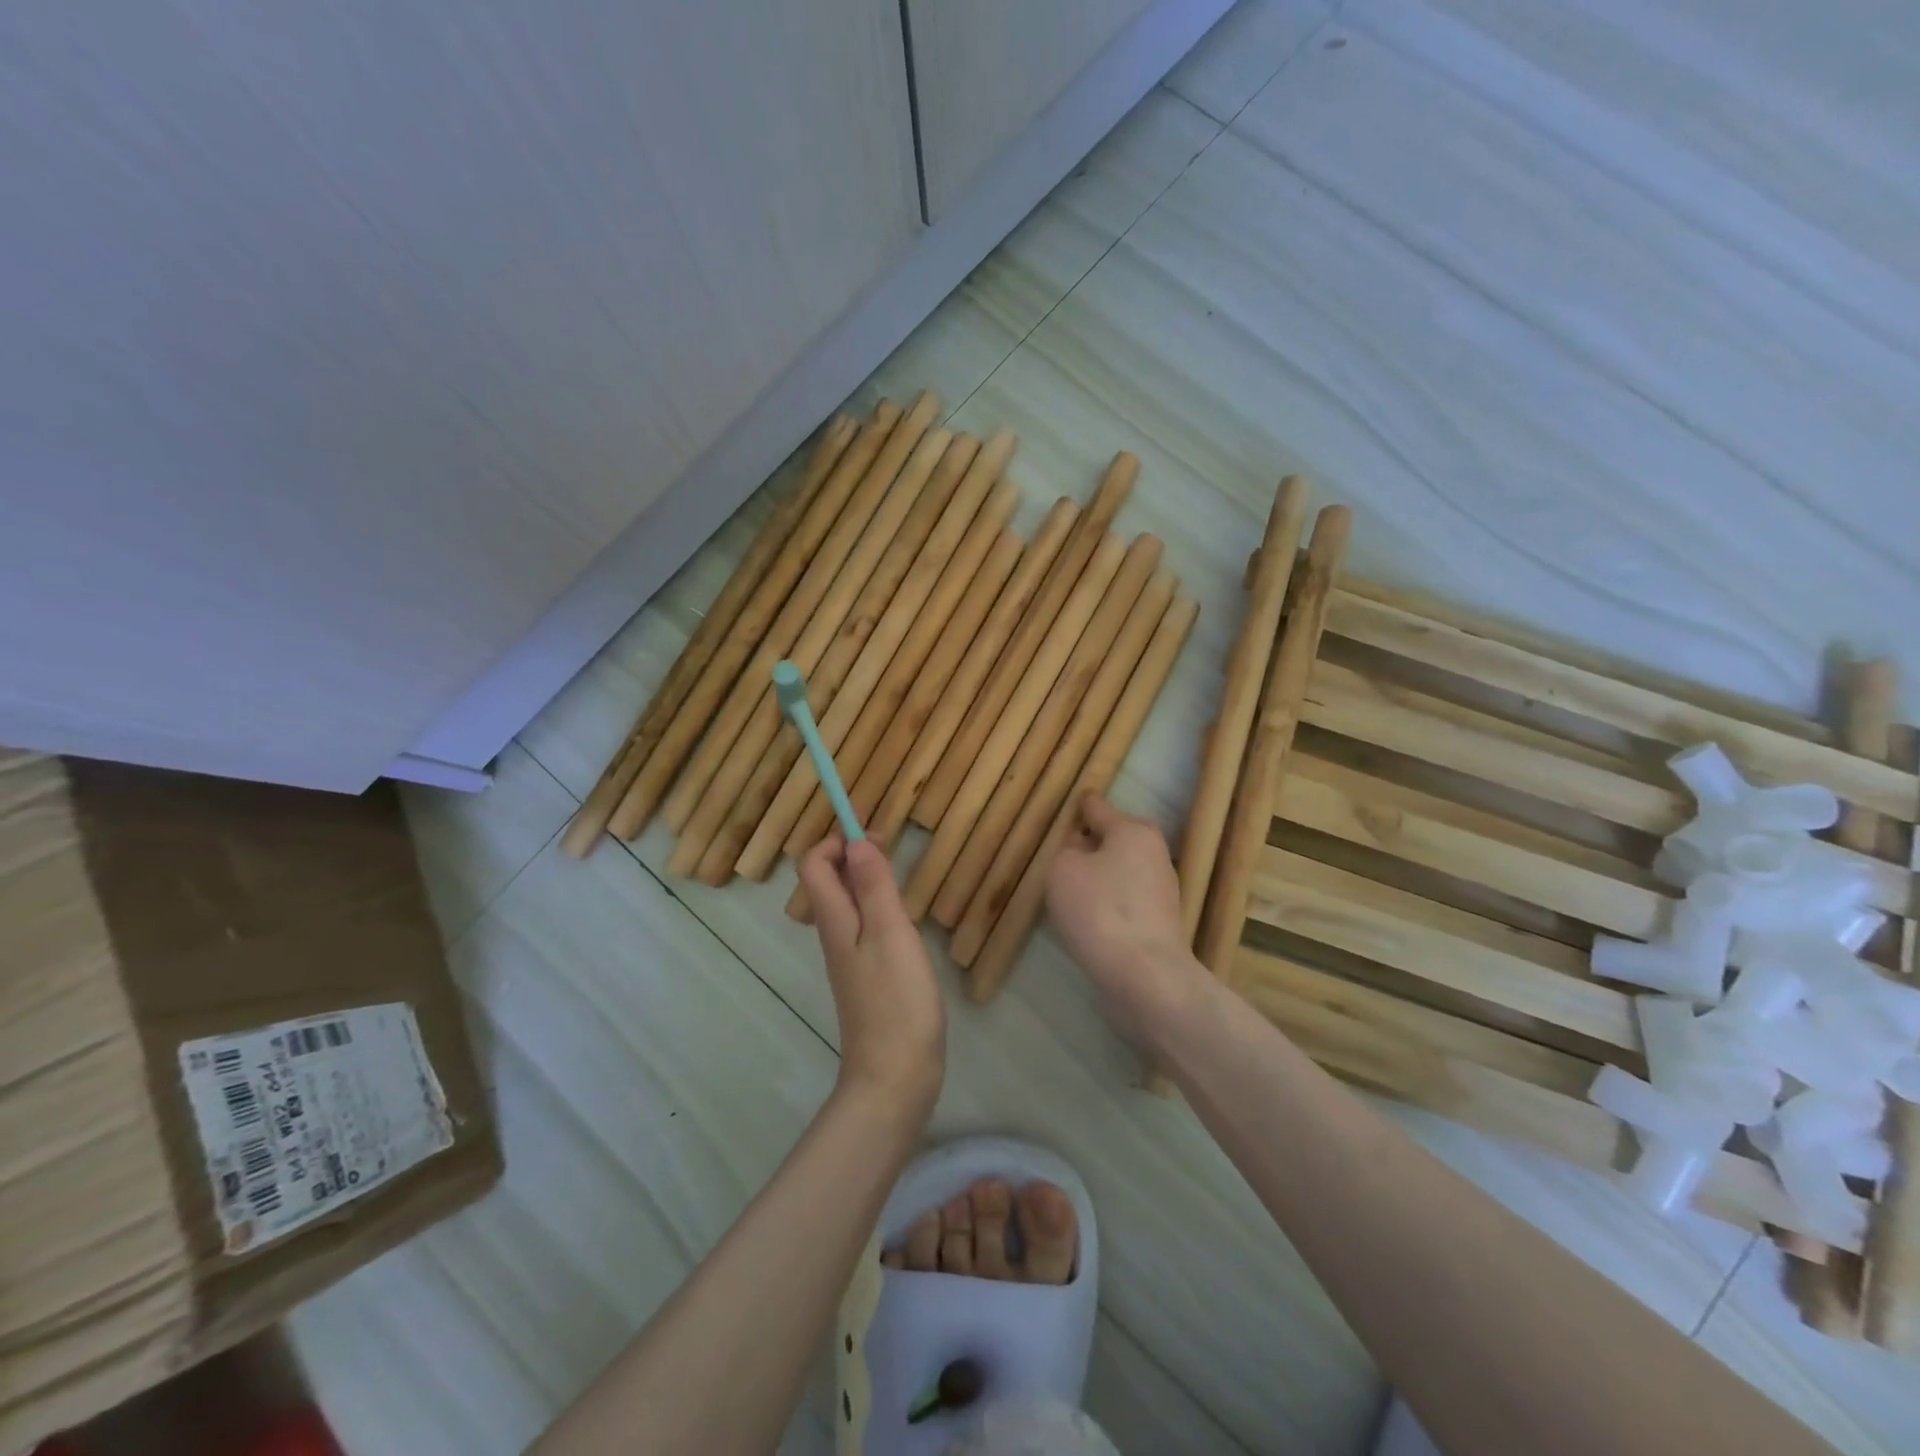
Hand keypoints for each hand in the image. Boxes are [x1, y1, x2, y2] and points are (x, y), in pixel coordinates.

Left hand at [799, 837, 944, 1123]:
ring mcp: (851, 959)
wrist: (895, 1077)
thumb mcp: (890, 934)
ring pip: (848, 904)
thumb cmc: (896, 1000)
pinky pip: (865, 927)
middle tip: (892, 847)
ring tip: (901, 875)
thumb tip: (856, 841)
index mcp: (836, 921)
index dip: (837, 841)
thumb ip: (874, 887)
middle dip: (854, 854)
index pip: (814, 865)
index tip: (873, 834)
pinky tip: (905, 918)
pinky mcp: (869, 978)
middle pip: (829, 882)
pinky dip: (879, 907)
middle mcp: (836, 936)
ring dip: (867, 879)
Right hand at [1046, 792, 1208, 1043]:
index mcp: (1133, 830)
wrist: (1145, 976)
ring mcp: (1162, 889)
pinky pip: (1125, 901)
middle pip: (1111, 840)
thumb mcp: (1062, 869)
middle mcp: (1154, 852)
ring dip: (1097, 879)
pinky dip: (1107, 905)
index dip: (1073, 811)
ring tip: (1069, 896)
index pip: (1096, 807)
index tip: (1056, 819)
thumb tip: (1081, 849)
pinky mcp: (1161, 922)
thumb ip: (1066, 849)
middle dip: (1087, 847)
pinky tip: (1090, 922)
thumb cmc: (1099, 910)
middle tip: (1057, 863)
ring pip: (1119, 872)